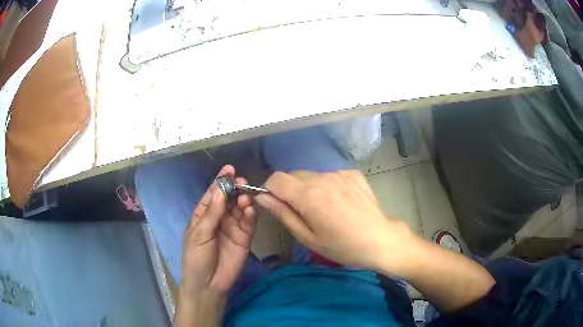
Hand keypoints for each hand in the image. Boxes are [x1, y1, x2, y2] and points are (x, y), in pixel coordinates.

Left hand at [179, 165, 257, 299]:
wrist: (209, 284)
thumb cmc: (196, 258)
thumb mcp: (199, 234)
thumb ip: (211, 214)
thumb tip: (220, 190)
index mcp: (204, 215)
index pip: (212, 194)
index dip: (220, 181)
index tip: (229, 169)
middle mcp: (219, 218)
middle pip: (229, 199)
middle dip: (235, 189)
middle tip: (242, 182)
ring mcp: (233, 227)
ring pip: (240, 208)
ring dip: (243, 200)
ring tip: (245, 198)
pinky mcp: (245, 237)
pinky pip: (249, 222)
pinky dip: (250, 214)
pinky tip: (249, 210)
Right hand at [255, 170, 410, 272]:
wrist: (379, 240)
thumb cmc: (341, 246)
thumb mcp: (307, 237)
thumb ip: (282, 213)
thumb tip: (261, 197)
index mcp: (308, 195)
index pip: (275, 179)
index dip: (270, 190)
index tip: (276, 205)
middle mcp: (322, 178)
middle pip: (293, 175)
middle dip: (289, 191)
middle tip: (302, 213)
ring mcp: (339, 174)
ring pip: (311, 175)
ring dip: (309, 188)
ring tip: (324, 209)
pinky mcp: (353, 174)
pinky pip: (330, 175)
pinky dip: (327, 185)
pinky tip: (339, 202)